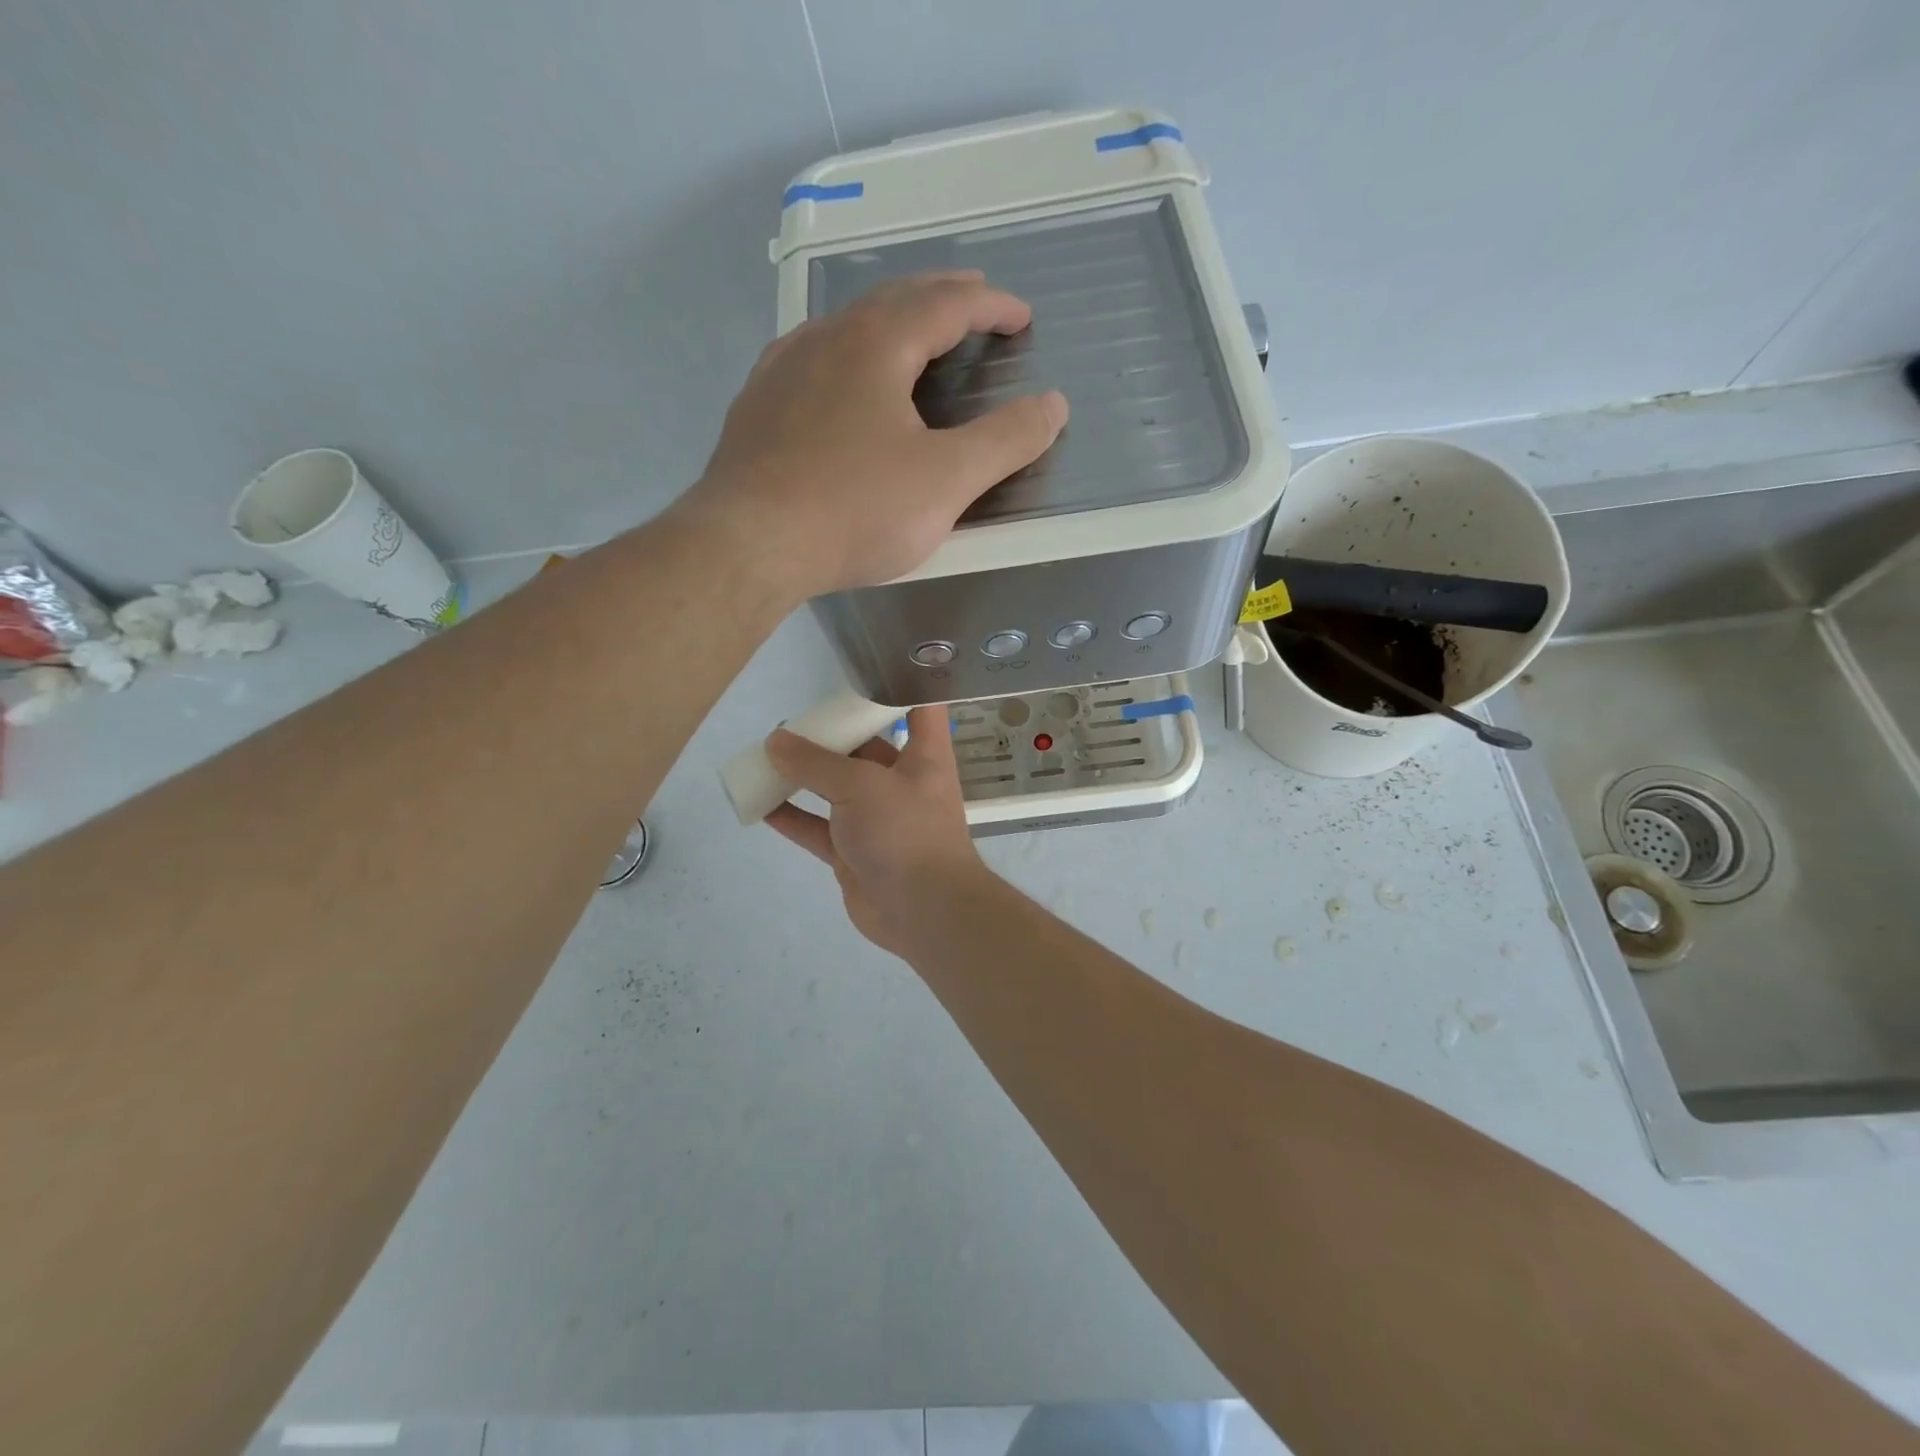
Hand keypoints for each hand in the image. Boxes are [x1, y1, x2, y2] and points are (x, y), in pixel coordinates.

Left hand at [690, 272, 1068, 596]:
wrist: (748, 545)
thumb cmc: (854, 511)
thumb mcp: (946, 481)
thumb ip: (1005, 441)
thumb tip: (1054, 404)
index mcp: (876, 344)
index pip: (946, 304)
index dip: (990, 306)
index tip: (1021, 317)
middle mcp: (825, 339)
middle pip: (893, 300)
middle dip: (942, 298)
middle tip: (974, 303)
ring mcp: (782, 370)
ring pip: (846, 326)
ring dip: (889, 322)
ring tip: (912, 336)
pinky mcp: (756, 408)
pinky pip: (810, 359)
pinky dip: (844, 354)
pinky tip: (839, 377)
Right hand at [765, 705, 987, 956]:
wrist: (922, 910)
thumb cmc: (905, 831)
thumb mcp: (861, 785)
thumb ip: (816, 763)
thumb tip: (775, 741)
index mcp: (923, 756)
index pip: (921, 708)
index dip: (903, 686)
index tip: (871, 667)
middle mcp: (902, 782)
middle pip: (867, 748)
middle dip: (832, 736)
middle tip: (792, 722)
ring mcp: (877, 819)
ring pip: (836, 789)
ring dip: (805, 776)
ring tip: (768, 756)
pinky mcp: (854, 852)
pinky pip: (818, 829)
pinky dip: (792, 817)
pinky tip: (761, 805)